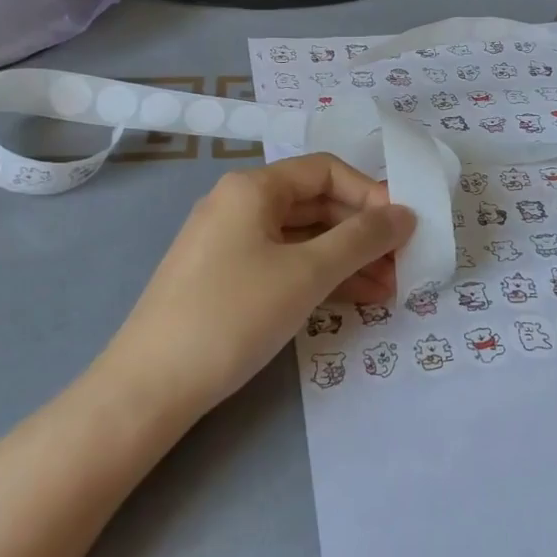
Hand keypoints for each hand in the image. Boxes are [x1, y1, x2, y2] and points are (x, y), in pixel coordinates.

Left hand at [101, 155, 415, 422]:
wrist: (151, 385)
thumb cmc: (234, 314)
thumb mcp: (307, 273)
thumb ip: (362, 240)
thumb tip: (405, 214)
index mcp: (252, 188)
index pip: (325, 170)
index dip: (370, 193)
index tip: (403, 227)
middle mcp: (238, 205)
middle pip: (315, 204)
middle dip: (362, 232)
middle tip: (402, 264)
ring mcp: (229, 243)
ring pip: (302, 238)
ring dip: (347, 259)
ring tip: (389, 289)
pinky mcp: (225, 278)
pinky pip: (283, 264)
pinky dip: (319, 276)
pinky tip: (354, 300)